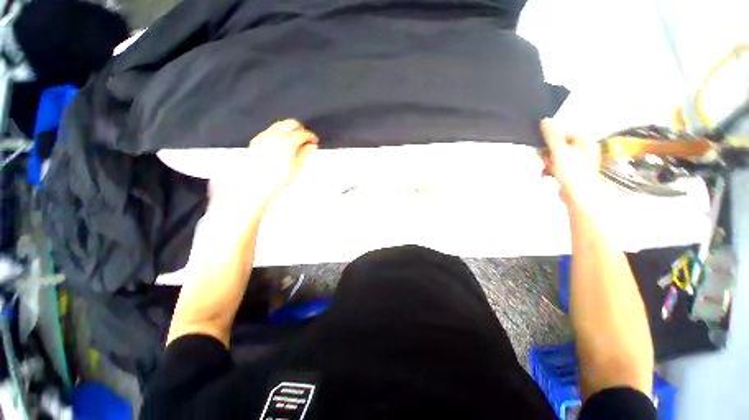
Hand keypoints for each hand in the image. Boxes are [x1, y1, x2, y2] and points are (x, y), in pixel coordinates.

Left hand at [210, 119, 318, 209]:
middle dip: (300, 129)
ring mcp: (264, 137)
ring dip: (289, 130)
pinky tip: (281, 144)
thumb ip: (305, 153)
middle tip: (305, 139)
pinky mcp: (256, 141)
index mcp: (287, 142)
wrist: (256, 185)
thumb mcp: (297, 167)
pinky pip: (269, 131)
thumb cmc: (275, 179)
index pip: (303, 134)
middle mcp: (275, 136)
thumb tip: (311, 146)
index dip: (311, 137)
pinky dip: (278, 134)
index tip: (314, 141)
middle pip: (291, 123)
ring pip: (279, 125)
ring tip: (294, 142)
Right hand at [540, 119, 601, 204]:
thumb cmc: (573, 173)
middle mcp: (584, 150)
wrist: (577, 194)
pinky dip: (551, 170)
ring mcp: (579, 162)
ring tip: (548, 170)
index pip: (562, 135)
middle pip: (558, 146)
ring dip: (548, 163)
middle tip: (548, 161)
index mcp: (585, 141)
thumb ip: (551, 135)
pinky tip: (549, 175)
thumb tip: (545, 121)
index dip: (550, 142)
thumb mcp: (559, 150)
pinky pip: (557, 166)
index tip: (545, 149)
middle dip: (548, 154)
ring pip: (556, 157)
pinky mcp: (572, 172)